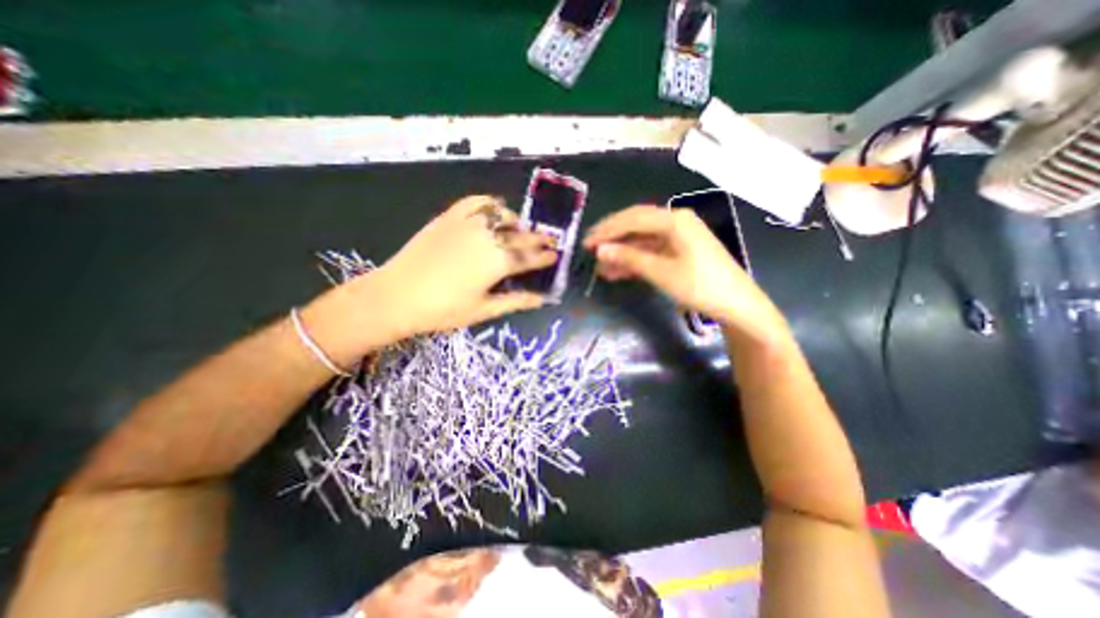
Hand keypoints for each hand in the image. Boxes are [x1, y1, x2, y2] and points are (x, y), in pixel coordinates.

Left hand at [374, 194, 558, 336]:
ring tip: (520, 228)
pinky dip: (489, 203)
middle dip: (539, 237)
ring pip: (501, 215)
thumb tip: (542, 299)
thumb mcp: (483, 310)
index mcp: (498, 262)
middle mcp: (487, 237)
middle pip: (521, 234)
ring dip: (516, 221)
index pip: (530, 256)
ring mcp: (467, 224)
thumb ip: (516, 301)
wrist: (396, 296)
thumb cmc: (443, 310)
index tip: (555, 254)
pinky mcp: (448, 217)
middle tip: (550, 239)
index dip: (545, 256)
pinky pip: (474, 202)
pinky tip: (494, 208)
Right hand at [584, 205, 789, 344]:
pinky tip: (619, 271)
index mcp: (674, 220)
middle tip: (589, 250)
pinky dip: (635, 260)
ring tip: (601, 268)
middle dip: (612, 238)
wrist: (736, 305)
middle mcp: (675, 222)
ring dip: (622, 252)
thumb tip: (600, 250)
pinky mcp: (680, 252)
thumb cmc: (700, 286)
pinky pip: (651, 251)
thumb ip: (630, 258)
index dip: (607, 230)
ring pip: (642, 240)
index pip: (632, 218)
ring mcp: (678, 237)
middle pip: (636, 225)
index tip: (587, 242)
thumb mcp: (661, 272)